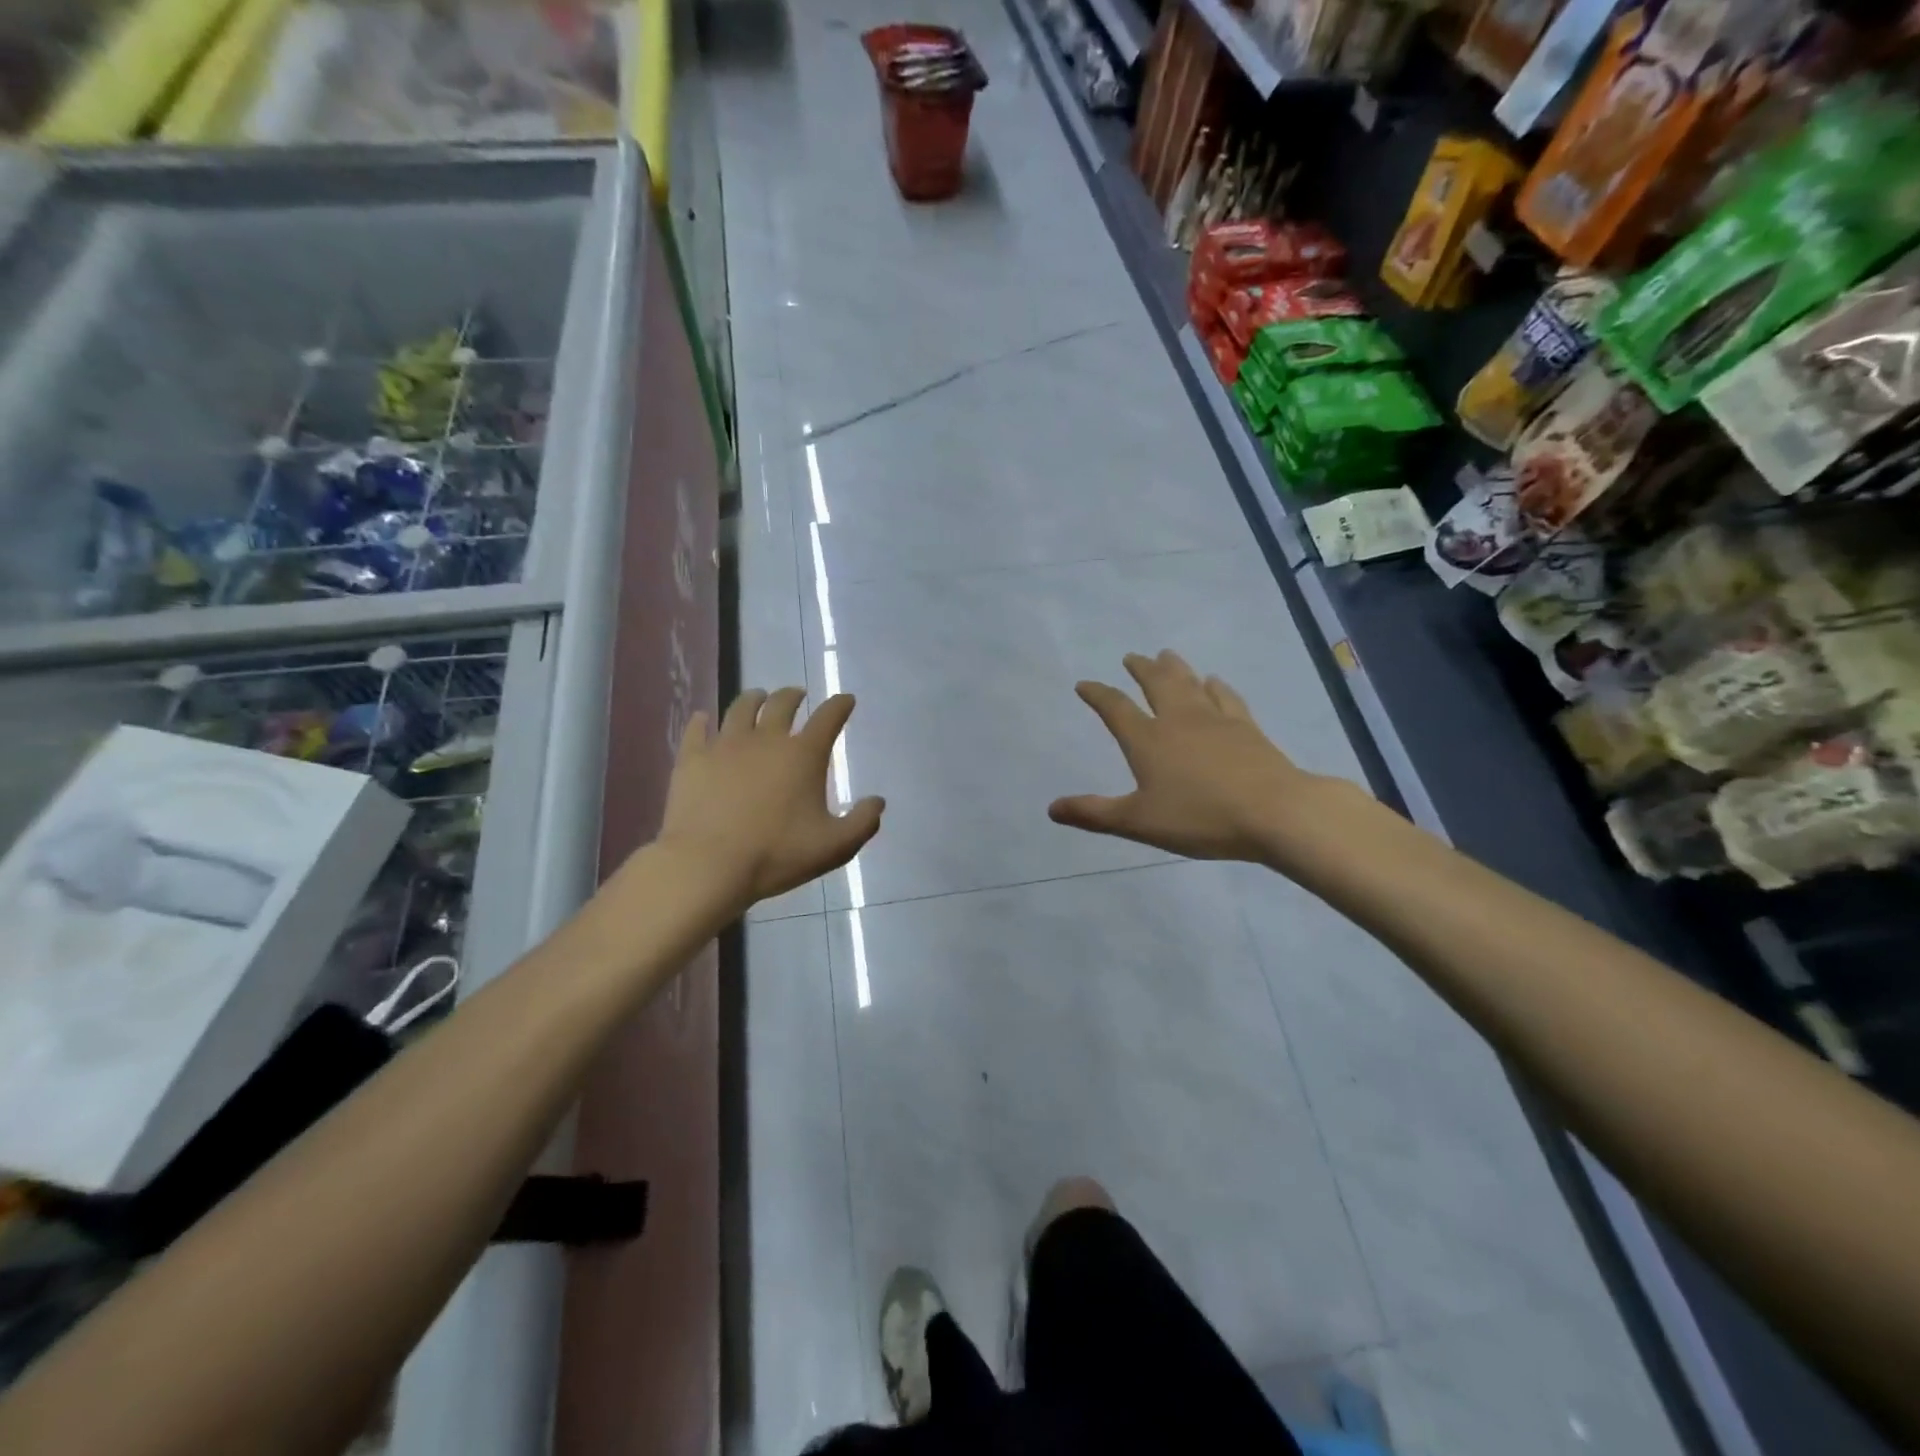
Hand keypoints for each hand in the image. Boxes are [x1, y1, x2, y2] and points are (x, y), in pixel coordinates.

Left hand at [657, 688, 883, 911]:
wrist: (708, 865)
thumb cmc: (776, 854)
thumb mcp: (834, 847)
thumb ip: (862, 823)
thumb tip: (877, 801)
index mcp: (803, 755)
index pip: (828, 717)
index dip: (840, 705)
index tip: (846, 700)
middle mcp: (766, 739)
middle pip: (782, 703)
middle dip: (794, 696)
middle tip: (797, 695)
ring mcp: (725, 745)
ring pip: (741, 708)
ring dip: (754, 699)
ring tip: (757, 698)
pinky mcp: (693, 759)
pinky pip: (697, 729)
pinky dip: (703, 721)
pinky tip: (703, 718)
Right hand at [1050, 651, 1340, 863]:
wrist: (1274, 812)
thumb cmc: (1200, 817)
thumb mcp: (1138, 822)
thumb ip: (1094, 814)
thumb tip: (1051, 808)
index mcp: (1148, 740)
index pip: (1116, 709)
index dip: (1098, 695)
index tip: (1085, 684)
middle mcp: (1179, 720)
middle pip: (1156, 684)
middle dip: (1141, 669)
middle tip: (1131, 656)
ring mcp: (1216, 720)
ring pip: (1190, 683)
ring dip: (1175, 668)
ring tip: (1166, 654)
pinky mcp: (1246, 728)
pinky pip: (1226, 697)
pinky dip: (1216, 686)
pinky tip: (1215, 681)